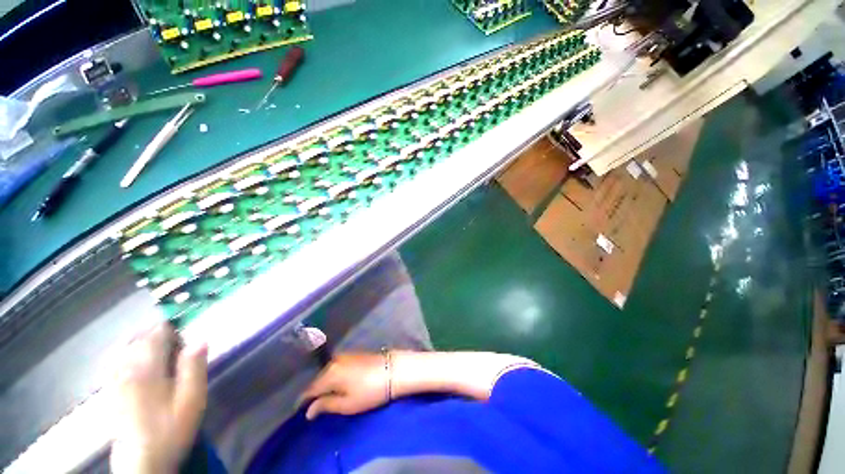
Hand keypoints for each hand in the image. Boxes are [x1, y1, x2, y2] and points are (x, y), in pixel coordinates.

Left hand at [110, 323, 207, 473]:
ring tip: (160, 350)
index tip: (187, 336)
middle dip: (158, 334)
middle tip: (177, 346)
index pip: (156, 333)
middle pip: (138, 337)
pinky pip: (114, 360)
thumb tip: (200, 339)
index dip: (173, 329)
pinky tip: (137, 361)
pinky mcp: (109, 389)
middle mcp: (125, 368)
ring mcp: (113, 379)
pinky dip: (127, 352)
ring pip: (124, 346)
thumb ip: (194, 367)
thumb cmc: (170, 429)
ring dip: (142, 341)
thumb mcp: (192, 400)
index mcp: (145, 368)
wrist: (142, 461)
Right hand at [299, 352, 390, 419]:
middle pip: (318, 379)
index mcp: (329, 374)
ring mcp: (344, 355)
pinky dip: (334, 375)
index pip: (309, 389)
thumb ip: (325, 405)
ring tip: (326, 395)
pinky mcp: (353, 353)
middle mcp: (334, 361)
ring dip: (324, 383)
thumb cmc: (370, 391)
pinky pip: (337, 366)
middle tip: (314, 405)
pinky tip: (338, 383)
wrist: (393, 369)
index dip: (303, 401)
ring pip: (327, 371)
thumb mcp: (347, 404)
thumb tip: (308, 411)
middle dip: (314, 392)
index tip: (300, 411)